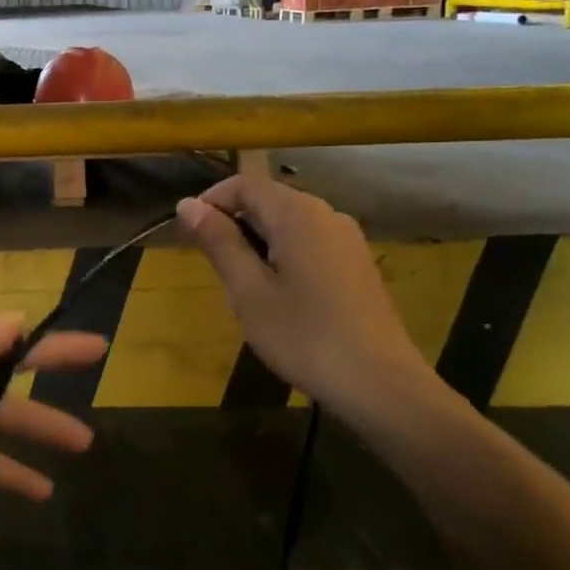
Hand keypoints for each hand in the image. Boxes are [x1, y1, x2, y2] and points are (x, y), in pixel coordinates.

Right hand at [177, 176, 444, 423]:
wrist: (381, 385)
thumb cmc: (304, 337)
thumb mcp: (248, 292)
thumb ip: (219, 242)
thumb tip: (187, 204)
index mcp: (297, 213)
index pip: (243, 184)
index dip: (210, 201)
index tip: (188, 235)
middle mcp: (326, 214)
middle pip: (267, 200)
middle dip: (233, 224)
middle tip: (213, 268)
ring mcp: (347, 238)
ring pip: (288, 223)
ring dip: (256, 242)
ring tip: (242, 287)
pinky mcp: (356, 263)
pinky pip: (309, 242)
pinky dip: (283, 255)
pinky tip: (278, 296)